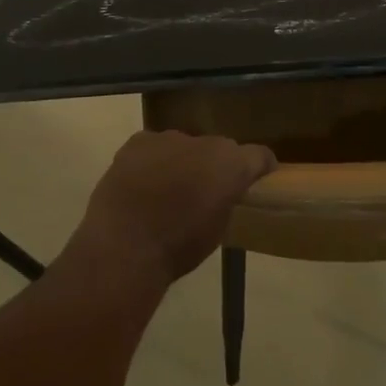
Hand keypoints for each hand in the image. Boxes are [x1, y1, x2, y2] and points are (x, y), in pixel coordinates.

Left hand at [78, 130, 277, 285]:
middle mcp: (205, 141)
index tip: (255, 183)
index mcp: (231, 164)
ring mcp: (168, 138)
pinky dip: (154, 161)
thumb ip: (226, 201)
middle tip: (205, 191)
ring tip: (169, 190)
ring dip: (183, 162)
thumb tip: (221, 194)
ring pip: (185, 146)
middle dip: (216, 166)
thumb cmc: (180, 247)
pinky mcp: (137, 142)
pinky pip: (154, 147)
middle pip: (219, 149)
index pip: (259, 156)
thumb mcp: (218, 229)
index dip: (260, 168)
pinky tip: (143, 184)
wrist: (125, 247)